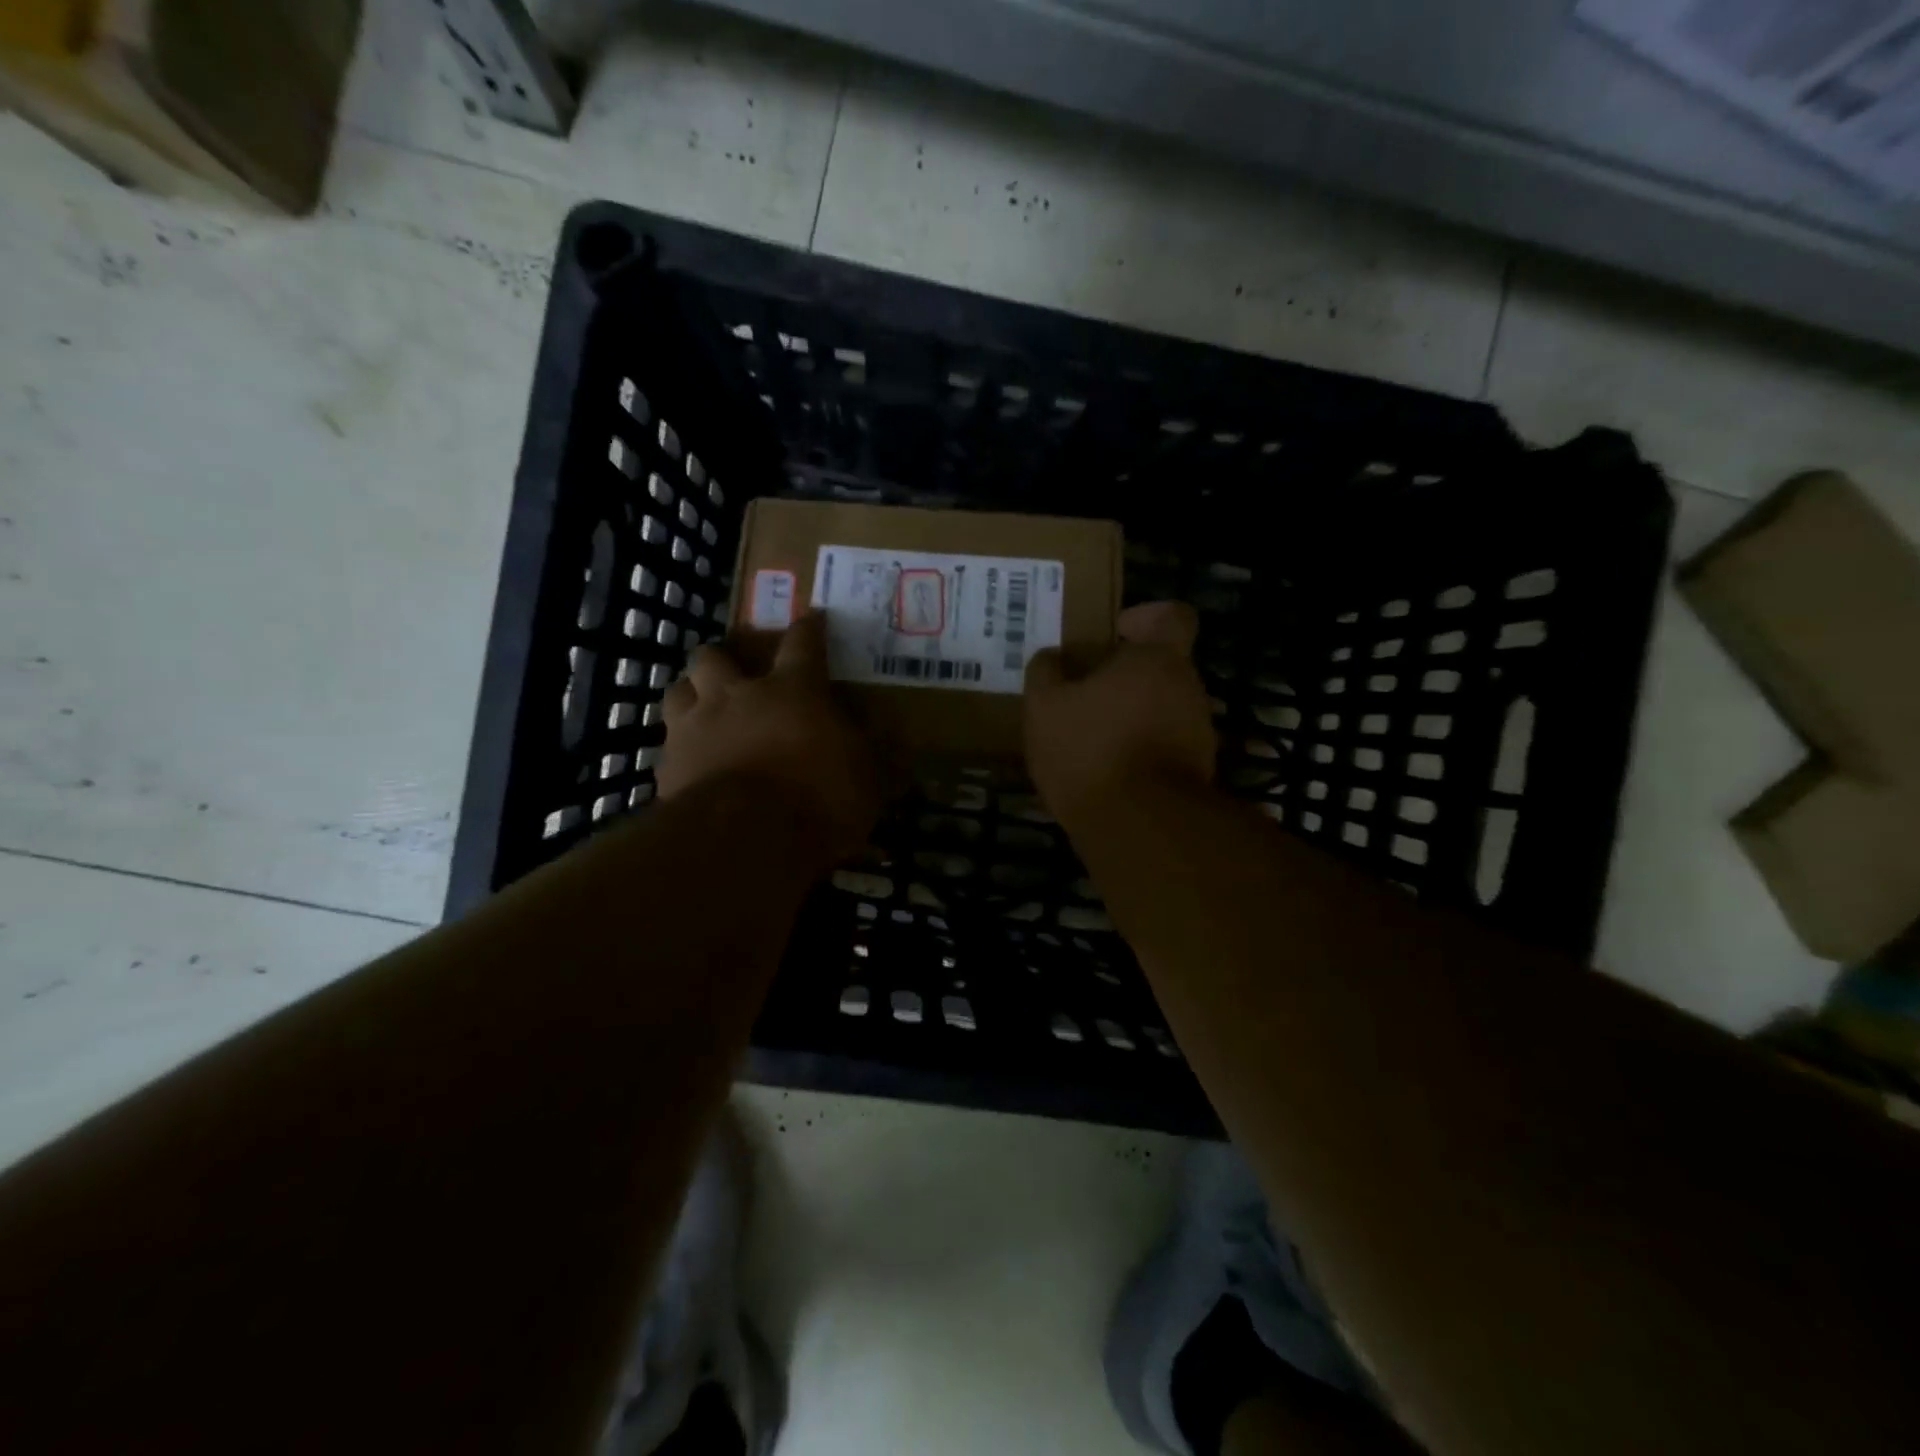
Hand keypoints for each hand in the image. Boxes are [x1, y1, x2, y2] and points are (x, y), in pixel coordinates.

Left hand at [658, 612, 883, 860]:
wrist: (745, 840)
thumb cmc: (819, 798)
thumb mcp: (868, 777)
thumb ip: (874, 751)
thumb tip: (893, 736)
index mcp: (792, 690)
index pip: (803, 642)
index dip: (810, 627)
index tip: (814, 618)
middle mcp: (737, 696)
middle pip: (715, 655)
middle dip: (725, 657)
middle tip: (737, 674)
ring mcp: (695, 727)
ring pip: (679, 689)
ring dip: (693, 694)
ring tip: (705, 710)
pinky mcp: (668, 765)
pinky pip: (668, 744)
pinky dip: (681, 748)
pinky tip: (692, 765)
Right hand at [1024, 601, 1216, 826]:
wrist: (1140, 829)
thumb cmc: (1091, 750)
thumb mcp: (1044, 707)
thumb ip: (1046, 673)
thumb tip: (1052, 659)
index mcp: (1158, 660)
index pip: (1172, 616)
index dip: (1145, 616)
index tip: (1115, 633)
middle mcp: (1188, 689)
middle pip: (1161, 667)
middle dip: (1124, 676)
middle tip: (1082, 692)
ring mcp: (1197, 733)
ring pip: (1161, 709)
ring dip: (1129, 716)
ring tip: (1086, 738)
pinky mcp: (1195, 773)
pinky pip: (1163, 747)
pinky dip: (1138, 751)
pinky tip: (1102, 771)